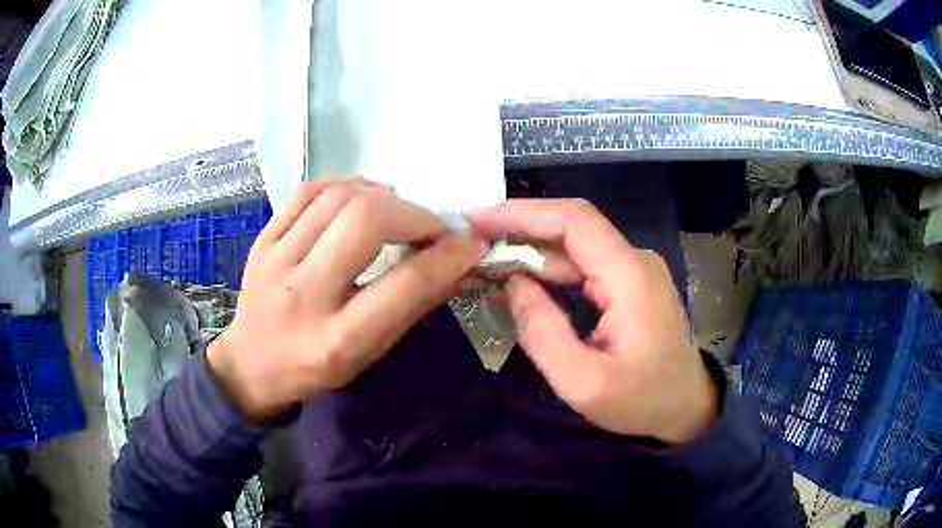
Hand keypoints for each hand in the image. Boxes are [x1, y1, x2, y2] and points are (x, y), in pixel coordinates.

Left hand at [208, 178, 487, 419]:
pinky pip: (307, 192)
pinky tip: (361, 195)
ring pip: (337, 198)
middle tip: (429, 226)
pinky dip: (344, 184)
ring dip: (381, 196)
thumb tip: (457, 263)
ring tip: (397, 209)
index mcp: (337, 339)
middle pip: (364, 222)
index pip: (403, 285)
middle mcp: (302, 294)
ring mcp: (274, 260)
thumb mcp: (367, 354)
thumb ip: (411, 307)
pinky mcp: (261, 239)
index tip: (471, 242)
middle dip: (412, 214)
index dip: (446, 257)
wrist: (250, 363)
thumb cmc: (314, 369)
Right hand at [466, 199, 716, 443]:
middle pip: (571, 227)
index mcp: (629, 276)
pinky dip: (547, 269)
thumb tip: (513, 284)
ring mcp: (633, 271)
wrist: (687, 406)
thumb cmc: (642, 400)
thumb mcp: (584, 383)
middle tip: (471, 238)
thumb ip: (543, 332)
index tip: (477, 218)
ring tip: (484, 259)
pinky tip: (518, 278)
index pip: (574, 221)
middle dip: (519, 227)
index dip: (523, 212)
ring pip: (574, 247)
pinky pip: (582, 266)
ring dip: (529, 249)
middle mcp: (633, 261)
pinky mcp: (627, 285)